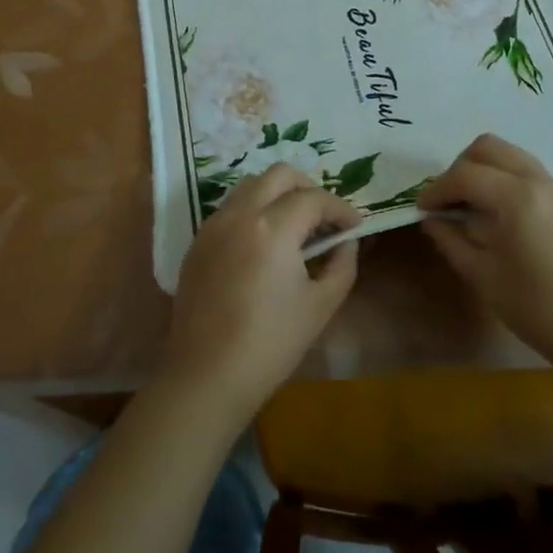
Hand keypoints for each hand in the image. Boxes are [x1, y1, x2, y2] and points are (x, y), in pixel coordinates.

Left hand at [164, 163, 361, 420]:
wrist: (206, 377)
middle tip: (324, 218)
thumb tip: (346, 242)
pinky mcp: (197, 242)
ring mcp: (213, 225)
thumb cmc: (270, 344)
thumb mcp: (320, 306)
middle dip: (308, 188)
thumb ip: (342, 265)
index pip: (314, 199)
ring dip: (277, 195)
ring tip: (294, 226)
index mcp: (272, 228)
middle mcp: (240, 214)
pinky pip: (230, 208)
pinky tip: (264, 244)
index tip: (354, 227)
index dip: (340, 209)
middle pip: (279, 175)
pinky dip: (253, 211)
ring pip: (250, 185)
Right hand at [419, 133, 552, 366]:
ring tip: (469, 204)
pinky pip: (527, 170)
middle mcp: (538, 179)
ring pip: (509, 154)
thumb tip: (432, 220)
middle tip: (446, 200)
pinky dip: (504, 178)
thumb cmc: (539, 309)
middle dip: (460, 168)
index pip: (465, 175)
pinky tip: (496, 213)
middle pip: (488, 147)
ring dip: (483, 169)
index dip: (437, 189)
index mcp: (516, 197)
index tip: (421, 209)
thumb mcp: (484, 277)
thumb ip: (452, 241)